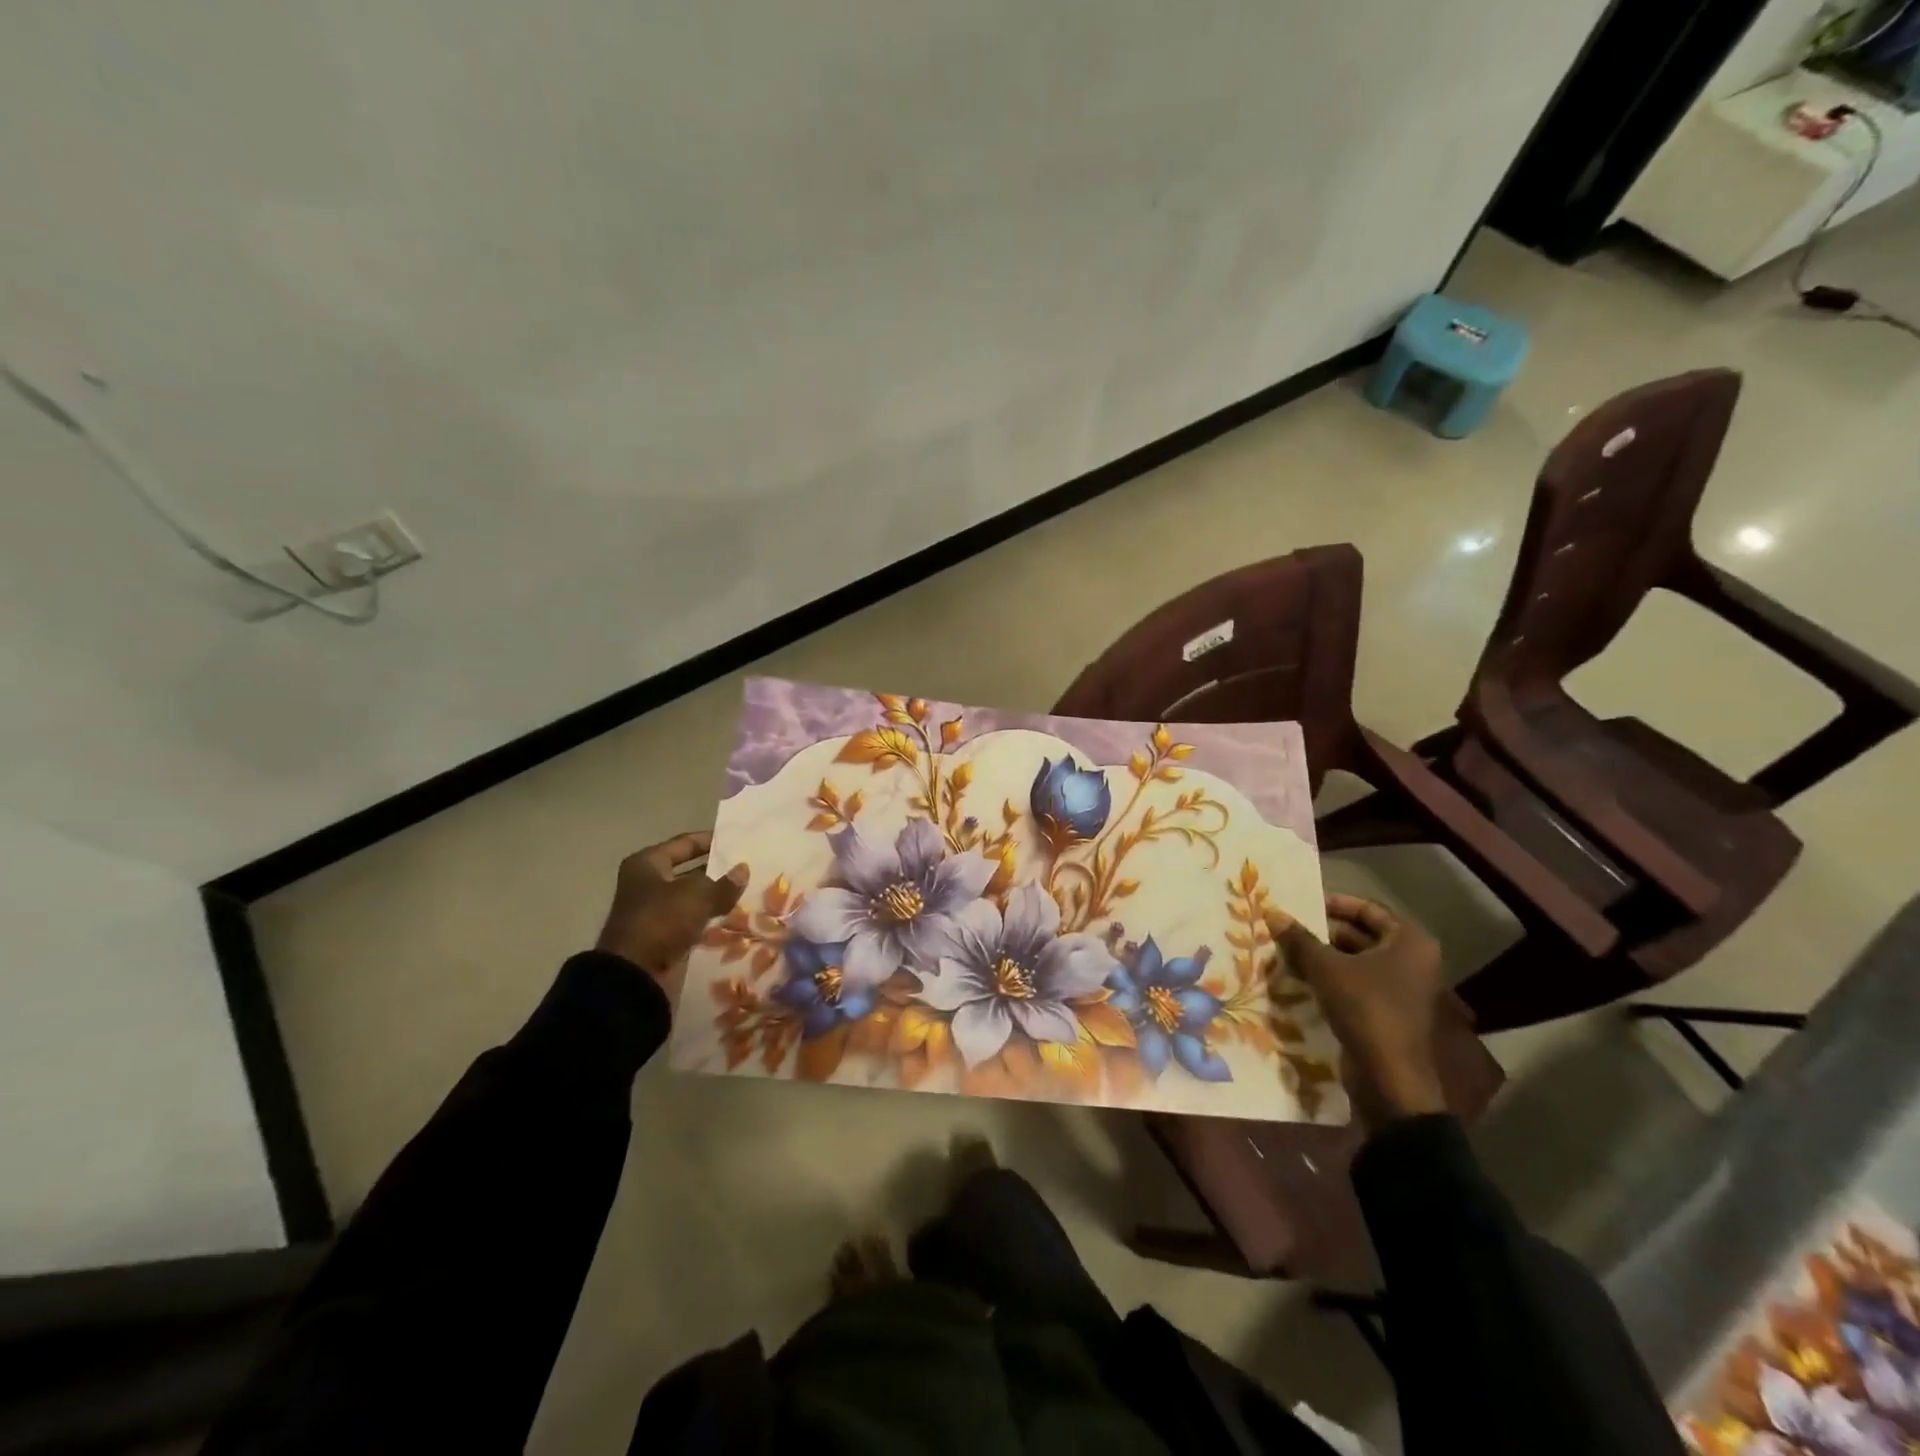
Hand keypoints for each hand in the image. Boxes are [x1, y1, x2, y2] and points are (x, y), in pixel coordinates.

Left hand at [596, 832, 747, 983]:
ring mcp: (654, 911)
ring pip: (691, 898)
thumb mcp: (698, 895)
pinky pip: (691, 921)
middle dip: (716, 872)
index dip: (711, 840)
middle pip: (688, 871)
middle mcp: (647, 883)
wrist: (635, 973)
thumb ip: (724, 883)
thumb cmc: (661, 920)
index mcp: (647, 863)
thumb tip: (743, 869)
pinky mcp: (662, 936)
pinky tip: (733, 917)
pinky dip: (708, 919)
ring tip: (746, 892)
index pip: (685, 843)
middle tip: (747, 868)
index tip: (737, 840)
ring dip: (715, 897)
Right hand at [1268, 895, 1448, 1131]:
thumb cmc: (1365, 1009)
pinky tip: (1299, 979)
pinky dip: (1331, 979)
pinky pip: (1356, 984)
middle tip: (1288, 929)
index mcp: (1408, 942)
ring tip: (1286, 952)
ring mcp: (1401, 989)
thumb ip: (1299, 939)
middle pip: (1362, 935)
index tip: (1302, 904)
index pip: (1368, 909)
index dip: (1334, 904)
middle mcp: (1411, 961)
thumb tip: (1272, 912)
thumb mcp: (1325, 968)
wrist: (1389, 1078)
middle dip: (1323, 933)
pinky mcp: (1388, 1012)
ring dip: (1323, 957)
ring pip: (1356, 961)